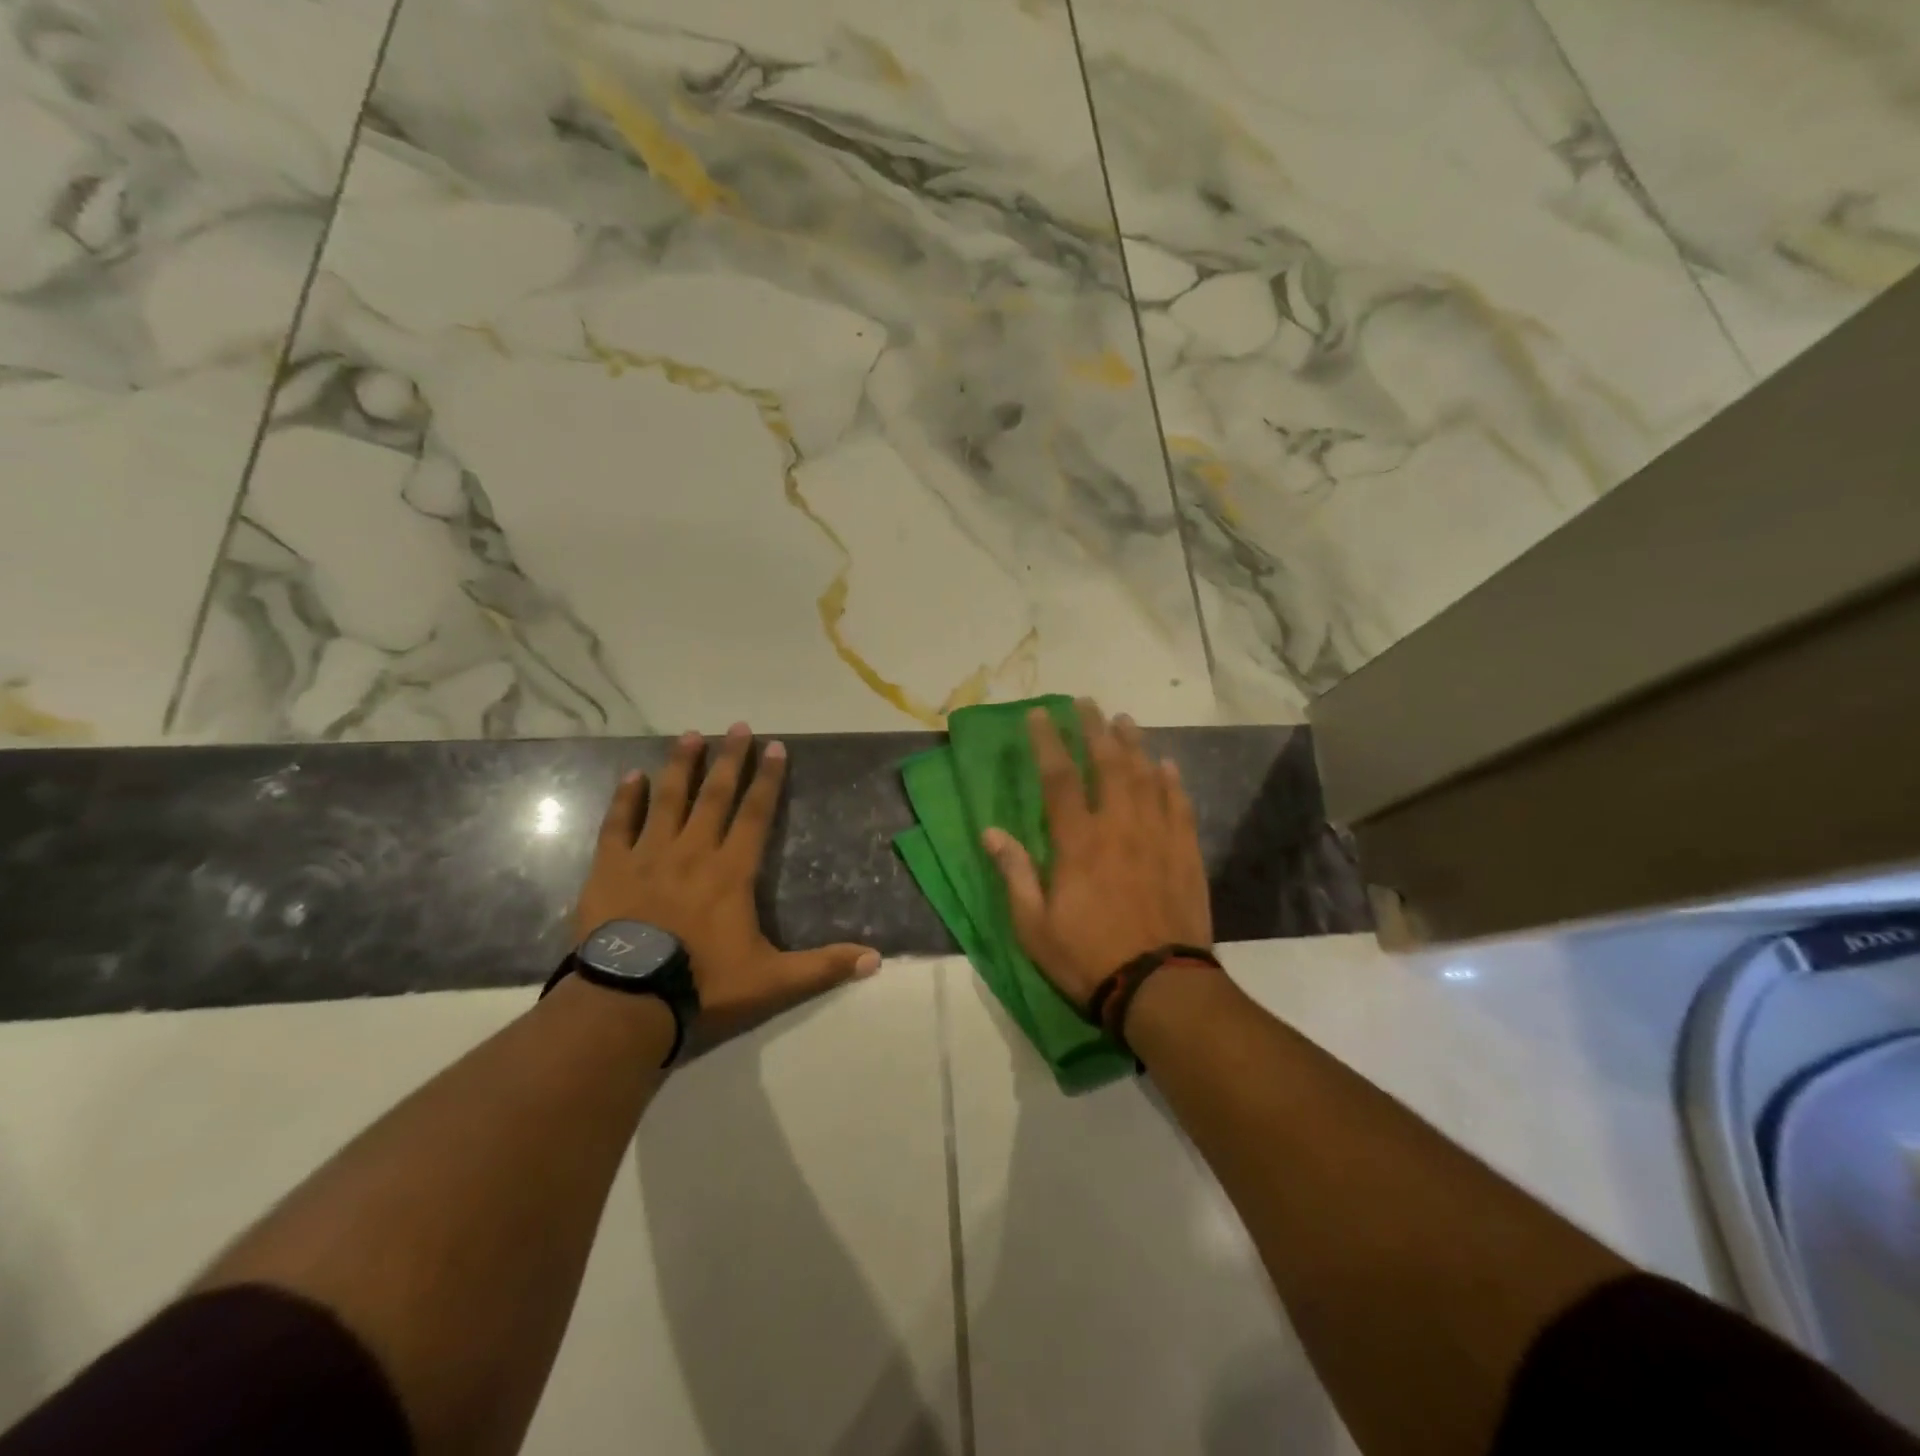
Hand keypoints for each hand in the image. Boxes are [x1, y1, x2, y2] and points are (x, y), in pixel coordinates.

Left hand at [574, 723, 880, 1040]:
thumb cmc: (703, 984)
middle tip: (738, 726)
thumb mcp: (773, 981)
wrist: (629, 1002)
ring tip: (690, 735)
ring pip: (668, 800)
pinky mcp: (610, 869)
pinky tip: (632, 777)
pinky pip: (618, 825)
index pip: (756, 814)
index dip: (768, 779)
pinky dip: (626, 799)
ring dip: (682, 766)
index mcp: (731, 871)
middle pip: (716, 796)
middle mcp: (693, 852)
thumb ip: (823, 966)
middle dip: (730, 759)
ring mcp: (648, 856)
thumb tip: (876, 959)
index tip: (775, 746)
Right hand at [982, 700, 1212, 1009]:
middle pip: (1108, 764)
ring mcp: (1157, 838)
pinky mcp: (1186, 854)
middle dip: (1094, 729)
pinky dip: (1172, 782)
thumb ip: (1015, 874)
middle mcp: (1119, 827)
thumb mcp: (1034, 926)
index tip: (1039, 715)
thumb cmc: (1088, 958)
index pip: (1059, 778)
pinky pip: (1179, 806)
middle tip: (1086, 703)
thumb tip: (991, 833)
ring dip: (1134, 744)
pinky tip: (1167, 765)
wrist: (1160, 987)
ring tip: (1124, 720)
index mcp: (1078, 842)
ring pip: (1147, 777)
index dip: (1047, 742)